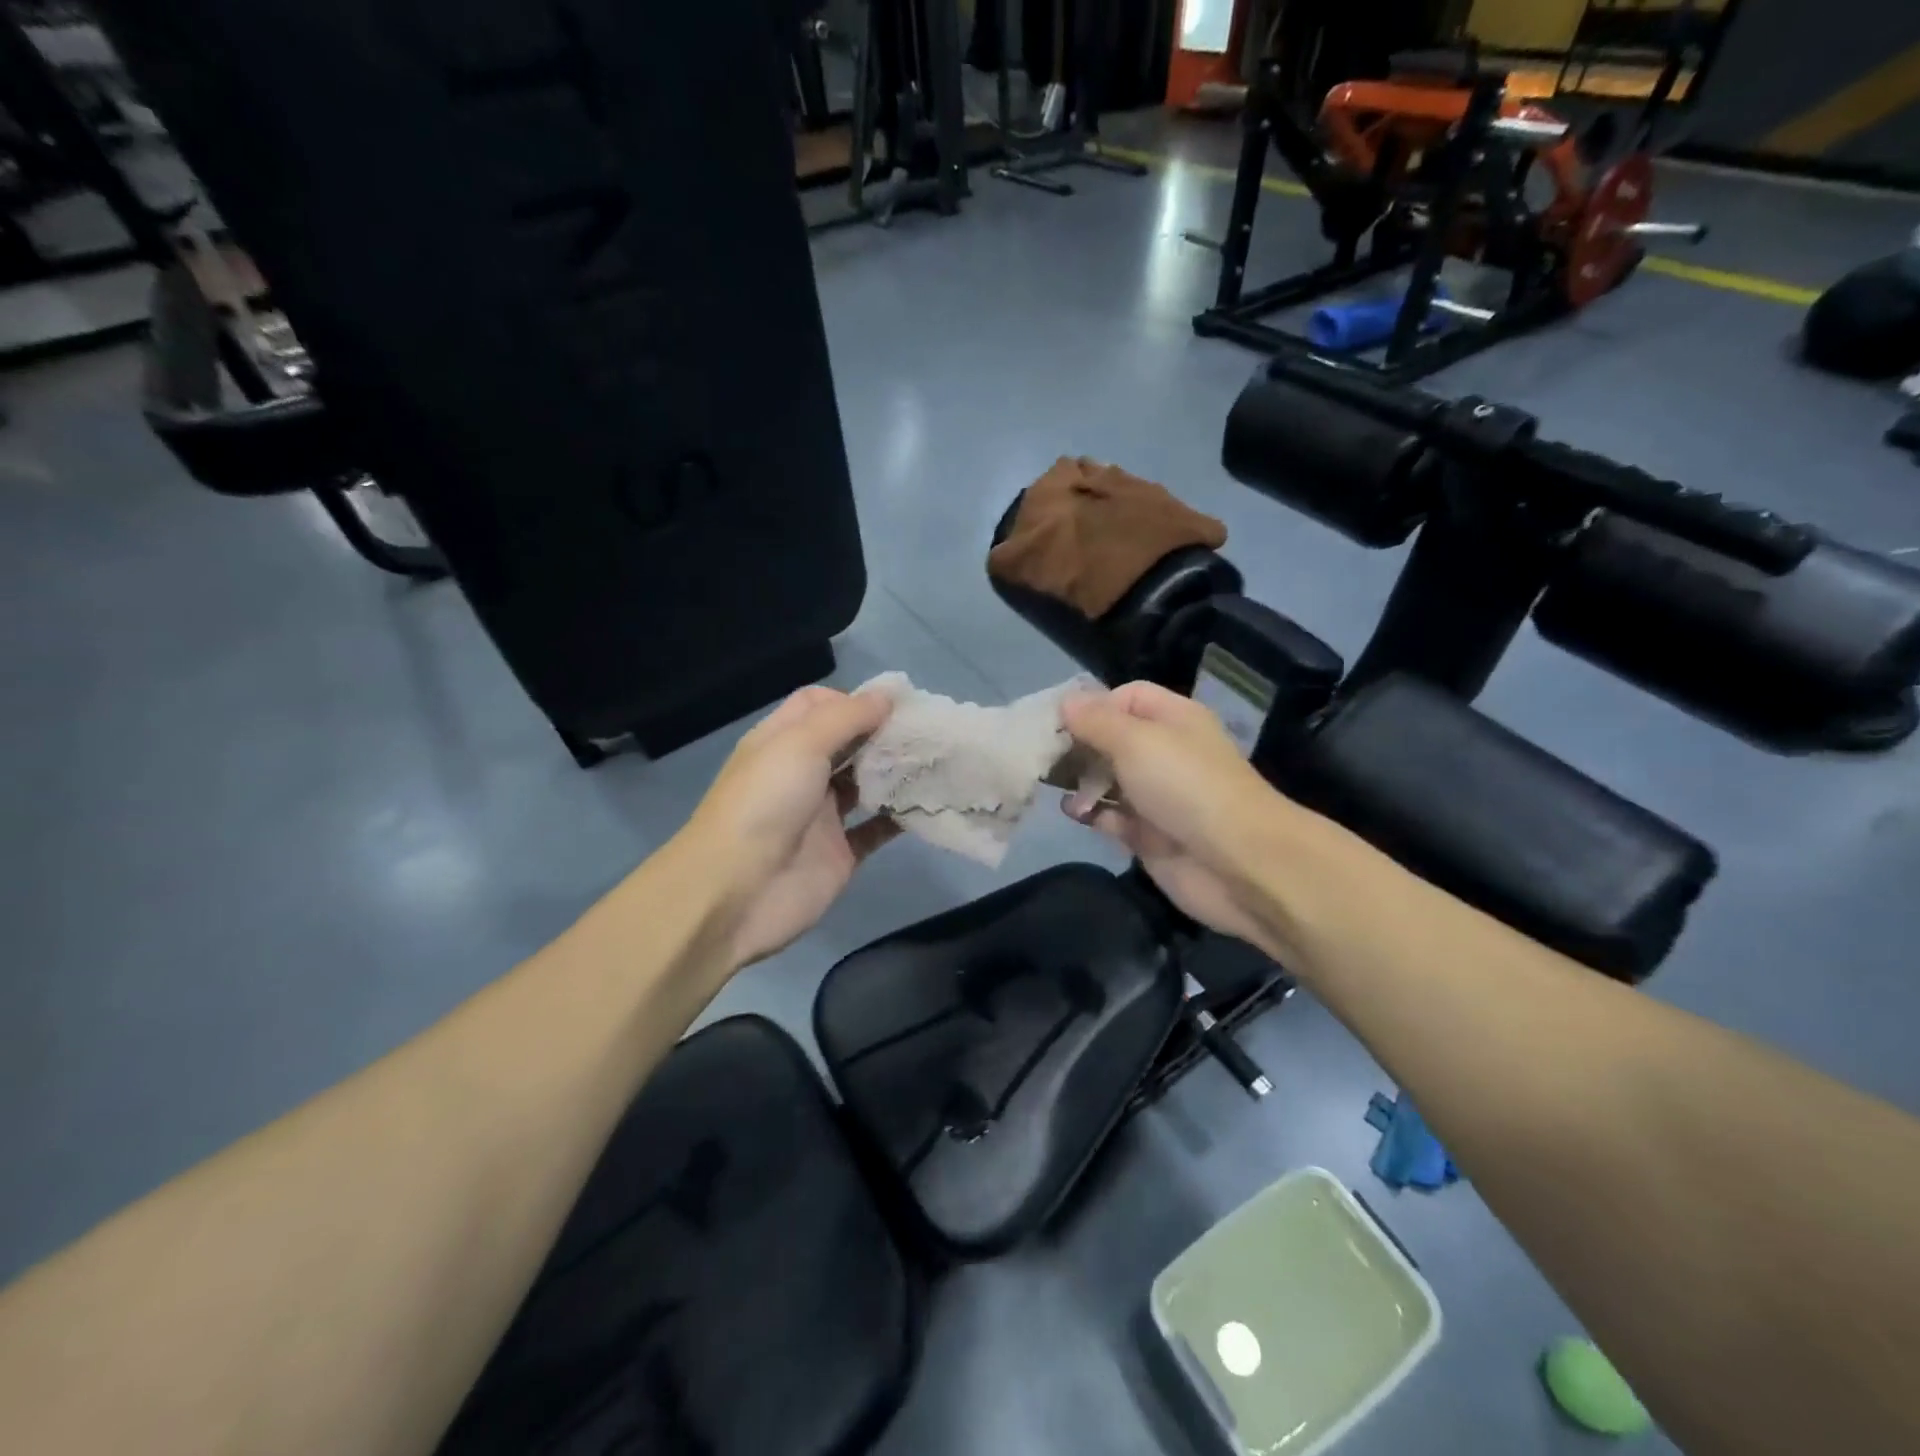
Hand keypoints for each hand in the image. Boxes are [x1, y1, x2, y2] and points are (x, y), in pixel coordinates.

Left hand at [683, 686, 901, 969]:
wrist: (736, 893)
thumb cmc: (765, 804)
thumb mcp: (800, 744)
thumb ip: (847, 717)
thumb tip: (887, 696)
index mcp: (781, 742)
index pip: (818, 705)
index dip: (853, 700)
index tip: (895, 705)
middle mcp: (801, 774)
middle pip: (847, 743)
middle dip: (882, 734)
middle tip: (926, 731)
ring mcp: (821, 815)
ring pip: (865, 784)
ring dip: (895, 772)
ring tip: (934, 761)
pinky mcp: (840, 852)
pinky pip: (876, 829)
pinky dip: (900, 817)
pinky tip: (928, 803)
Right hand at [1060, 682, 1304, 956]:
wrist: (1237, 863)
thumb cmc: (1185, 786)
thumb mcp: (1135, 740)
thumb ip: (1095, 721)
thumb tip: (1065, 701)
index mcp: (1173, 719)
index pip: (1127, 697)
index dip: (1092, 705)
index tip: (1056, 722)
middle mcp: (1166, 753)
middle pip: (1112, 739)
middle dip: (1078, 745)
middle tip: (1042, 755)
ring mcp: (1158, 796)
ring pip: (1109, 779)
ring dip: (1081, 781)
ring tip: (1052, 785)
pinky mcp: (1150, 835)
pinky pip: (1114, 817)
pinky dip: (1093, 814)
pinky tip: (1076, 813)